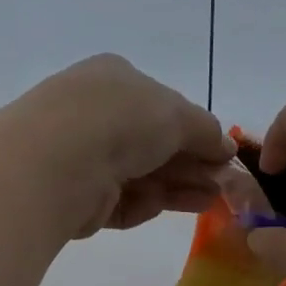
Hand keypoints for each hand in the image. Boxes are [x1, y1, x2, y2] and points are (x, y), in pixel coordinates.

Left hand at [11, 54, 234, 236]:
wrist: (58, 161)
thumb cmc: (121, 119)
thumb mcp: (177, 114)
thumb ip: (207, 131)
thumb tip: (226, 146)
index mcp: (114, 78)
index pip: (162, 104)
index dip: (195, 130)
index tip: (223, 154)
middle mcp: (94, 113)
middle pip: (153, 143)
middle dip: (191, 163)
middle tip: (223, 184)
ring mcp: (82, 156)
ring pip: (140, 174)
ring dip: (178, 186)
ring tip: (212, 200)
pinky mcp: (77, 197)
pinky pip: (120, 200)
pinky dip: (146, 203)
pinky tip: (173, 207)